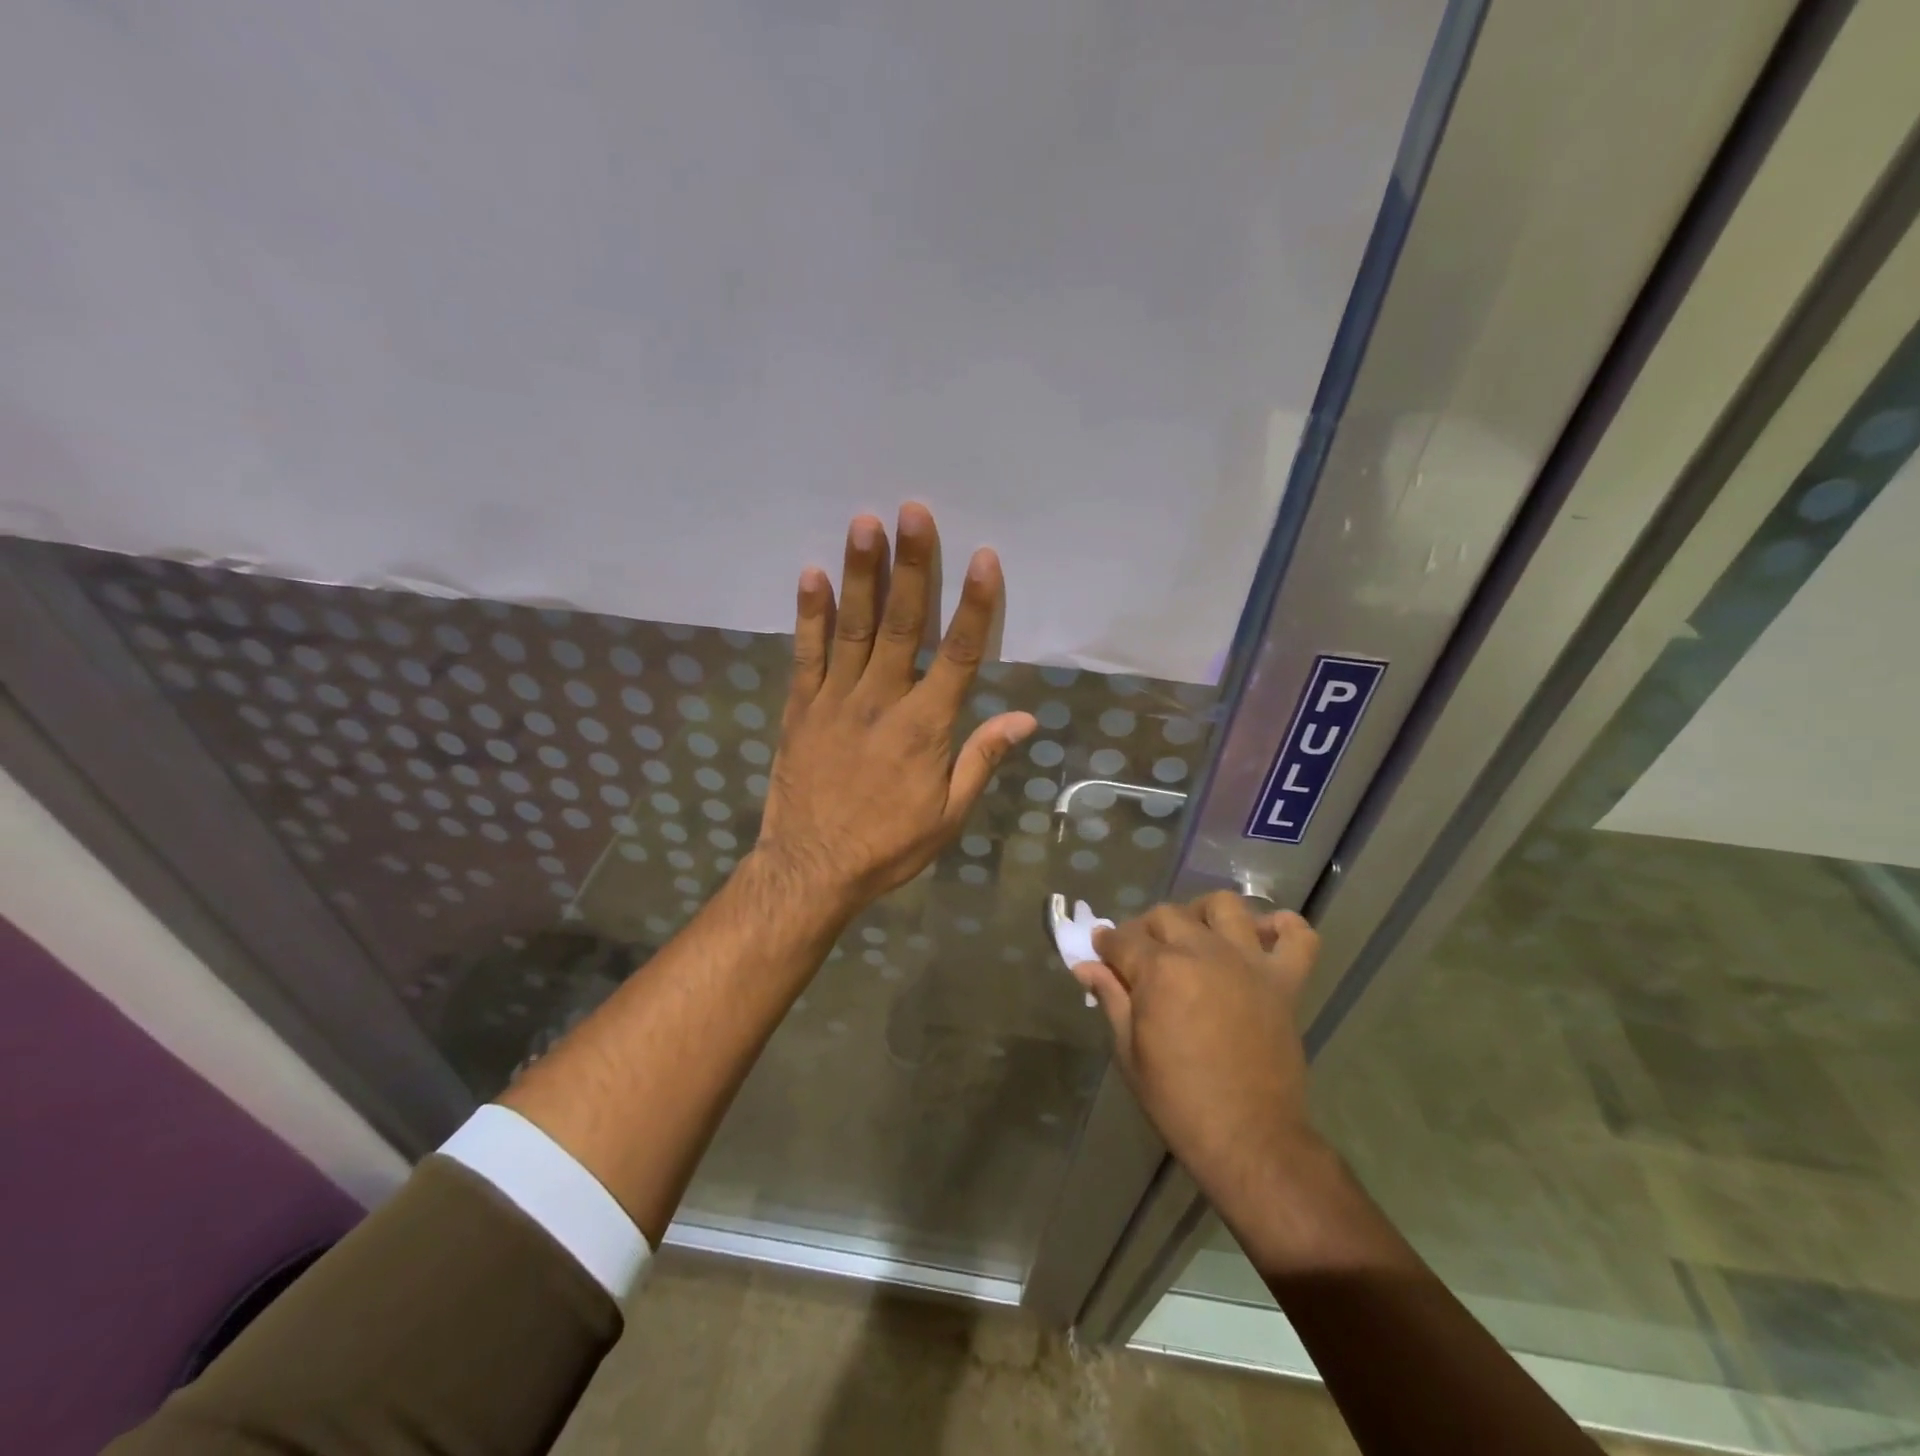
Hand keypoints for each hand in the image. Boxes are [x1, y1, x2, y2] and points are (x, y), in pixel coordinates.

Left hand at [752, 503, 1037, 916]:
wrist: (812, 869)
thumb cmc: (888, 846)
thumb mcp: (949, 816)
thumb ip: (982, 760)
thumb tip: (1027, 719)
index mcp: (926, 727)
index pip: (959, 655)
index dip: (973, 605)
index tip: (984, 558)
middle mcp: (882, 701)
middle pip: (902, 624)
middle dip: (911, 566)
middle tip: (913, 510)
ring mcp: (835, 700)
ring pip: (853, 628)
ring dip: (861, 573)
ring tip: (865, 523)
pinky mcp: (800, 708)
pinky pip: (805, 654)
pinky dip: (809, 614)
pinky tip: (812, 574)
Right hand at [1073, 894, 1322, 1207]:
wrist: (1248, 1139)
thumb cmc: (1177, 1100)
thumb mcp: (1129, 1052)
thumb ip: (1111, 998)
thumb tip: (1085, 966)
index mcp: (1160, 971)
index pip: (1121, 939)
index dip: (1106, 944)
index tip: (1101, 952)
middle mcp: (1203, 953)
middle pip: (1167, 915)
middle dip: (1145, 929)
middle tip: (1141, 955)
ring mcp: (1248, 963)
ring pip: (1225, 907)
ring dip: (1204, 913)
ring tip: (1196, 936)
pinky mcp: (1285, 982)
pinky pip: (1298, 937)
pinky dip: (1283, 928)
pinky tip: (1262, 937)